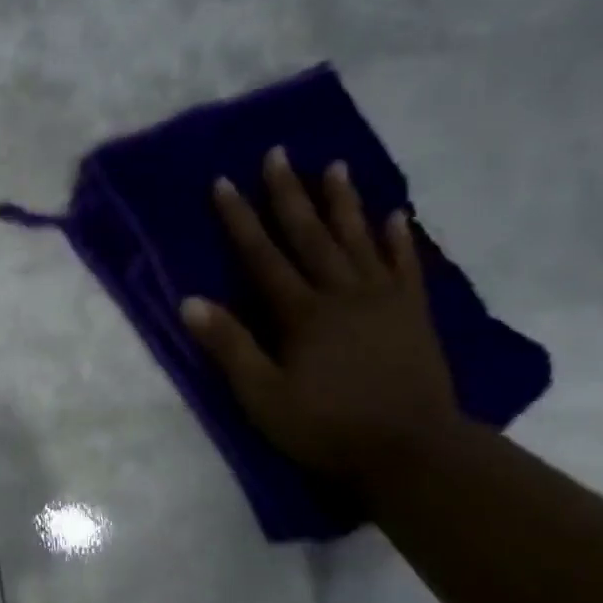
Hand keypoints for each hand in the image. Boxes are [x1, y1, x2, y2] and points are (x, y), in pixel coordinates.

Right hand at [180, 147, 463, 487]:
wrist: (411, 449)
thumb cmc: (324, 426)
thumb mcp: (261, 395)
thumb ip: (229, 346)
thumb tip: (190, 301)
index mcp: (302, 314)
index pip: (263, 256)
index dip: (241, 219)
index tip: (224, 182)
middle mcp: (343, 294)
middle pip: (311, 236)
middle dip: (290, 194)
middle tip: (278, 153)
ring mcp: (383, 301)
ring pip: (359, 240)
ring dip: (344, 203)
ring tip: (334, 166)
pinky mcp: (412, 315)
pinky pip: (405, 266)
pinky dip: (398, 239)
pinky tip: (395, 215)